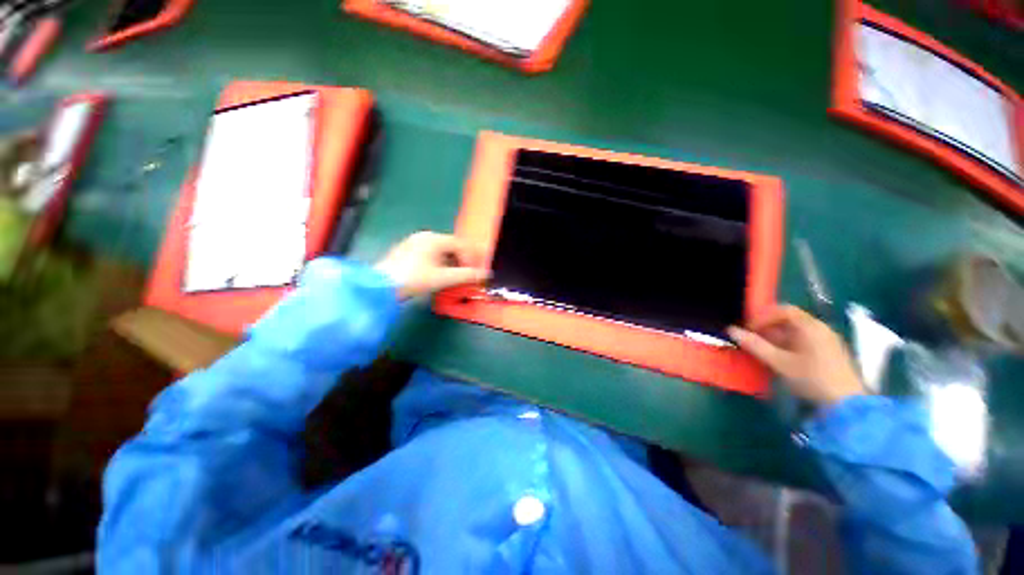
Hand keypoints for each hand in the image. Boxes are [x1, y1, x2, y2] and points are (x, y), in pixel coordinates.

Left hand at [375, 231, 489, 299]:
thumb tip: (486, 274)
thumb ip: (466, 275)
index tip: (473, 273)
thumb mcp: (443, 278)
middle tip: (465, 275)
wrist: (381, 286)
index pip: (460, 245)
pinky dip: (438, 263)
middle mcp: (424, 236)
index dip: (470, 259)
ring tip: (452, 278)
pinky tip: (436, 275)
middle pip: (451, 247)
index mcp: (434, 238)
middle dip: (461, 261)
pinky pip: (429, 254)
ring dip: (450, 263)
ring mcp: (413, 243)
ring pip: (440, 251)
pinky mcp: (405, 251)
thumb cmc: (415, 279)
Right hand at [728, 305, 864, 406]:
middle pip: (790, 320)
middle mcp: (821, 328)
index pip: (783, 310)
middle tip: (753, 340)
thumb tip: (731, 330)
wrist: (846, 405)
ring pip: (797, 332)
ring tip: (764, 351)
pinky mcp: (831, 353)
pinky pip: (805, 341)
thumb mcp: (779, 362)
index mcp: (810, 326)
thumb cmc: (811, 378)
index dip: (762, 317)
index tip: (749, 329)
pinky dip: (789, 345)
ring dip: (777, 338)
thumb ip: (755, 345)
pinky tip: (782, 359)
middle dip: (768, 328)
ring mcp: (828, 341)